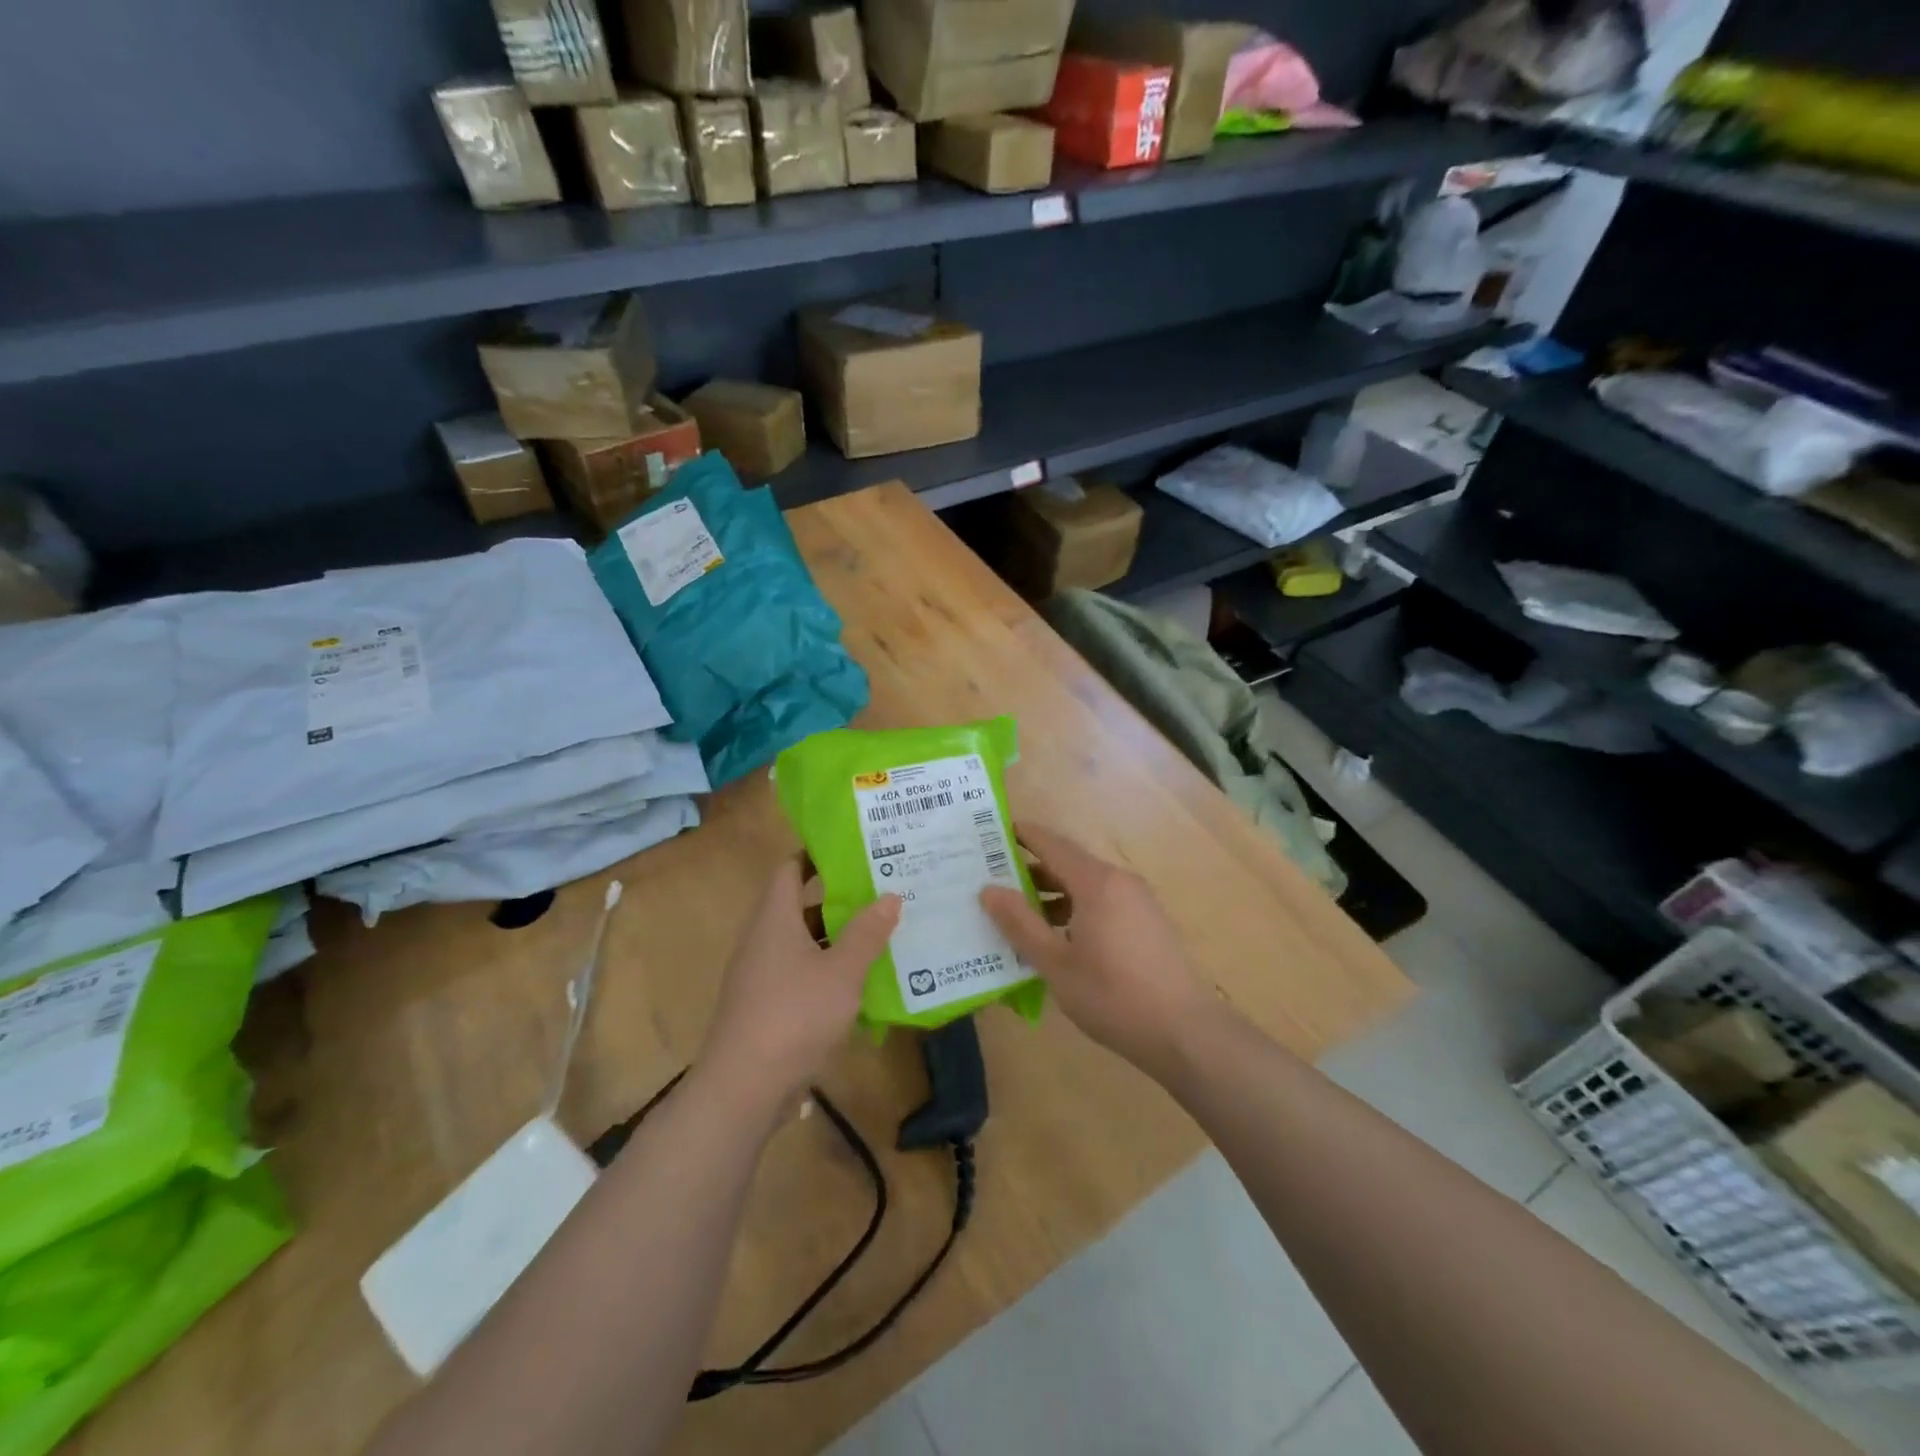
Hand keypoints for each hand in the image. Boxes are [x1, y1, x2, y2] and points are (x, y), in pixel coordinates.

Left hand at [698, 857, 899, 1113]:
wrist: (743, 1088)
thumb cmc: (794, 1015)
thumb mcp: (842, 972)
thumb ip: (867, 933)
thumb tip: (890, 896)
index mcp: (774, 920)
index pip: (790, 869)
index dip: (818, 856)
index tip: (855, 851)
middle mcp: (763, 941)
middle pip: (800, 907)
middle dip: (839, 900)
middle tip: (882, 892)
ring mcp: (761, 977)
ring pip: (804, 944)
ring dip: (837, 939)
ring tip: (881, 933)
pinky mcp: (766, 1008)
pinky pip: (801, 976)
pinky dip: (828, 972)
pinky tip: (862, 984)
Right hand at [980, 823, 1220, 1081]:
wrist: (1183, 1031)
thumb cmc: (1113, 995)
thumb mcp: (1056, 963)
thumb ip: (1020, 923)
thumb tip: (989, 890)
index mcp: (1096, 882)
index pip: (1052, 843)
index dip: (1022, 835)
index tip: (990, 834)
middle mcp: (1119, 881)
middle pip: (1068, 863)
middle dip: (1030, 869)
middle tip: (991, 880)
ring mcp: (1137, 901)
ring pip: (1085, 886)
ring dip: (1051, 894)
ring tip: (1016, 914)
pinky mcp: (1146, 923)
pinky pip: (1101, 902)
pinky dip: (1074, 909)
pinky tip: (1055, 939)